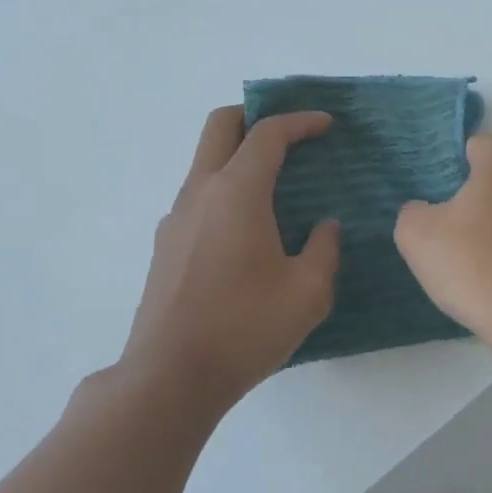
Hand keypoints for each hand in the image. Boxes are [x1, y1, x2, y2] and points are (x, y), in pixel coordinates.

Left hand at [117, 106, 338, 416]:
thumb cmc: (245, 328)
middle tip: (290, 133)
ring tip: (276, 185)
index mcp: (237, 193)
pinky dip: (226, 190)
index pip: (268, 134)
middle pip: (221, 126)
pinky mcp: (165, 245)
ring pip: (205, 161)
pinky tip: (248, 231)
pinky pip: (199, 197)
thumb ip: (324, 250)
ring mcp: (176, 218)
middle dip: (256, 116)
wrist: (170, 376)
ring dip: (239, 156)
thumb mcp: (307, 292)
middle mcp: (200, 192)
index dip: (300, 121)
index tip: (326, 124)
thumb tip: (324, 227)